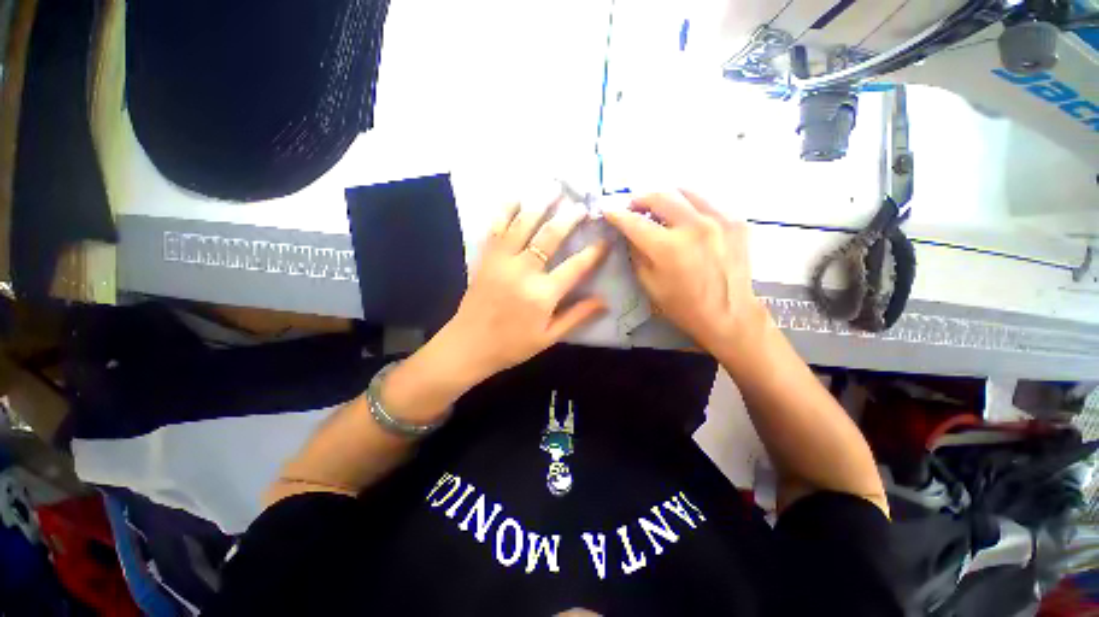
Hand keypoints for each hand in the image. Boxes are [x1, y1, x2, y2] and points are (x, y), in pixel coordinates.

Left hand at [441, 197, 609, 379]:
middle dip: (569, 218)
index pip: (576, 267)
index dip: (594, 252)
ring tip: (554, 188)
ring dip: (540, 204)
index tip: (605, 240)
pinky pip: (495, 228)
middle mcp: (523, 272)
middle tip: (582, 205)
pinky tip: (516, 197)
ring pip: (523, 224)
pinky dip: (505, 210)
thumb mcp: (549, 337)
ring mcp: (502, 261)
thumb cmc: (512, 345)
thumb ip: (576, 316)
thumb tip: (605, 301)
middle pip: (550, 237)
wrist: (469, 345)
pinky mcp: (485, 258)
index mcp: (542, 295)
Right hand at [603, 190, 762, 353]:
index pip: (634, 222)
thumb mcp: (648, 283)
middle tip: (632, 207)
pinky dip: (689, 205)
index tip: (608, 211)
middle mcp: (694, 226)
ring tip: (658, 208)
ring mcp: (719, 219)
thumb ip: (636, 253)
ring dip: (665, 197)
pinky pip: (706, 201)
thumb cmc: (682, 305)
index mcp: (668, 248)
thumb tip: (629, 232)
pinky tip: (685, 218)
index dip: (617, 215)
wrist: (729, 314)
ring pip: (684, 191)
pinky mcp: (736, 220)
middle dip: (639, 199)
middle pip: (659, 196)